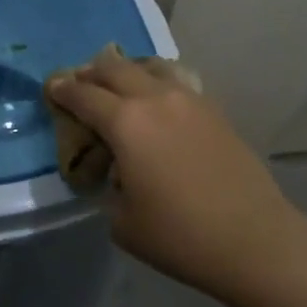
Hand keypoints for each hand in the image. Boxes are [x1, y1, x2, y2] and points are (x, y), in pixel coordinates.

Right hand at [49, 51, 297, 304]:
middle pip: (112, 68)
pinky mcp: (212, 109)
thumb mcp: (122, 220)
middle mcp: (153, 98)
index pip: (82, 94)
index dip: (62, 90)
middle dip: (89, 73)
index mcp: (124, 122)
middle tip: (78, 83)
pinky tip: (155, 102)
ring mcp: (187, 99)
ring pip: (147, 66)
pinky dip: (155, 82)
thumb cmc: (180, 236)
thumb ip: (108, 184)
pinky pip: (174, 81)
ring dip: (125, 71)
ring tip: (118, 86)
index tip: (51, 87)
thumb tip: (115, 170)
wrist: (255, 240)